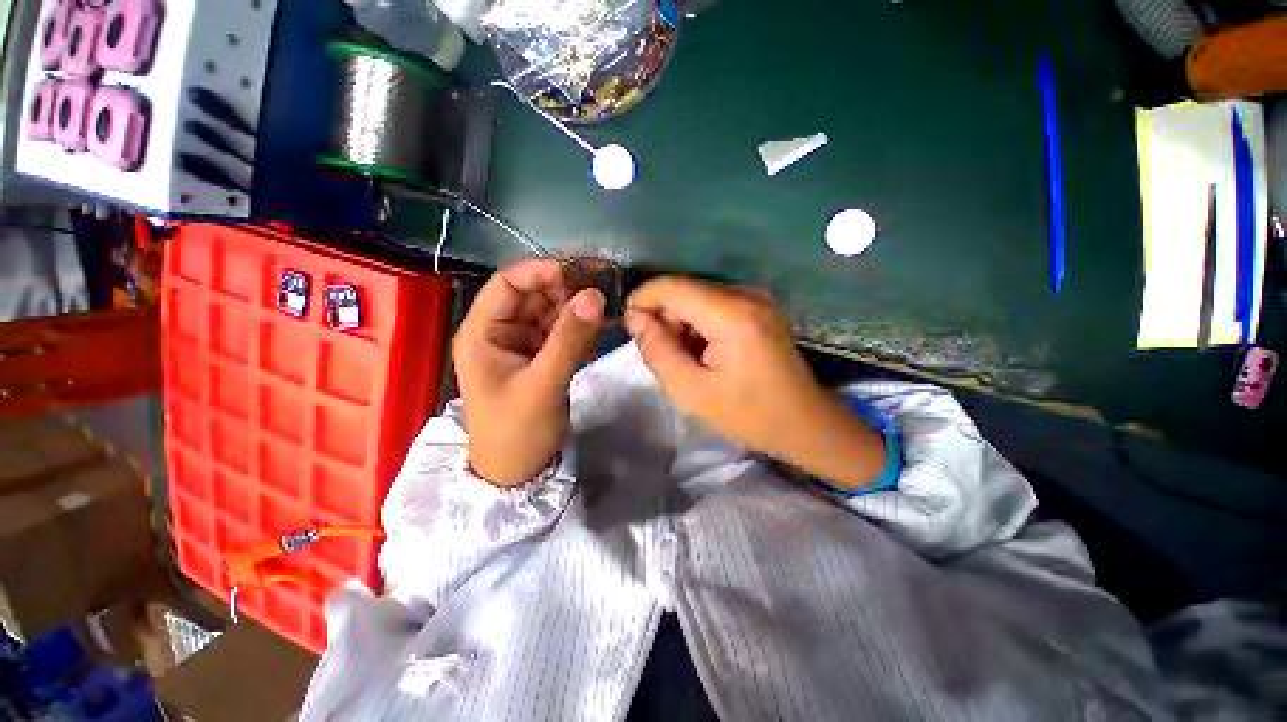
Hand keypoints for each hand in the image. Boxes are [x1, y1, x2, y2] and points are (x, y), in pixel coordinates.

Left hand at [453, 259, 604, 485]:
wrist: (518, 472)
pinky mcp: (542, 357)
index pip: (507, 285)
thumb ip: (569, 338)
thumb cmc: (517, 431)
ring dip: (578, 304)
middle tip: (604, 280)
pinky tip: (605, 321)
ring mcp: (523, 345)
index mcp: (483, 333)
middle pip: (533, 295)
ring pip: (551, 312)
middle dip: (567, 286)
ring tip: (609, 298)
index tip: (578, 271)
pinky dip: (582, 326)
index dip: (540, 271)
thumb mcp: (542, 384)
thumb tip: (595, 295)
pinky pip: (562, 332)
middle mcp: (501, 332)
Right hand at [625, 278, 886, 489]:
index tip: (628, 325)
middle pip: (685, 290)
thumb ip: (658, 350)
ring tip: (684, 359)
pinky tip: (702, 352)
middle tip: (660, 355)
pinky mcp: (760, 307)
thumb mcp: (691, 391)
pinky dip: (699, 324)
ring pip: (698, 296)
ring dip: (681, 323)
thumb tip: (635, 318)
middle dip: (663, 317)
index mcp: (731, 315)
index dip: (643, 299)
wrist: (804, 423)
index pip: (672, 287)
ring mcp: (757, 298)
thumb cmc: (748, 414)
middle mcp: (746, 295)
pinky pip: (714, 305)